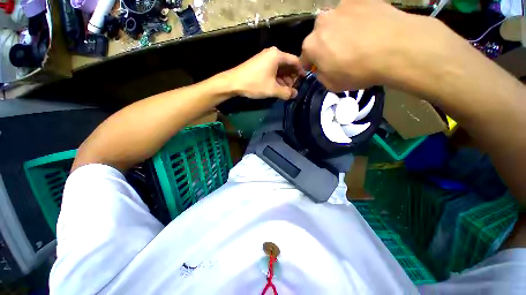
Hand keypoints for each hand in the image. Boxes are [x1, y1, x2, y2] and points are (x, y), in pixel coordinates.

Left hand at [226, 47, 305, 99]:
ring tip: (286, 91)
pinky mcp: (260, 64)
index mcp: (277, 55)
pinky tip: (278, 87)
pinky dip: (277, 78)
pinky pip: (273, 70)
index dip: (301, 71)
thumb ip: (286, 92)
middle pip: (287, 65)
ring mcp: (265, 58)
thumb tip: (295, 95)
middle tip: (293, 89)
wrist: (233, 82)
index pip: (295, 61)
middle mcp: (272, 54)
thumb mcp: (273, 89)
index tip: (304, 81)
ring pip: (280, 68)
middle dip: (292, 78)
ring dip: (284, 80)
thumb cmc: (254, 83)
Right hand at [301, 0, 446, 91]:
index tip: (318, 67)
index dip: (311, 64)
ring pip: (334, 22)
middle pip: (318, 36)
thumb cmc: (358, 71)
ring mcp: (340, 7)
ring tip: (356, 39)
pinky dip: (355, 19)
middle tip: (339, 53)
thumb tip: (321, 68)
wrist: (397, 47)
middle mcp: (321, 23)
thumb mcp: (332, 85)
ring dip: (338, 30)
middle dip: (324, 45)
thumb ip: (321, 76)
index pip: (304, 56)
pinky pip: (351, 11)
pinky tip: (367, 27)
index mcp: (311, 45)